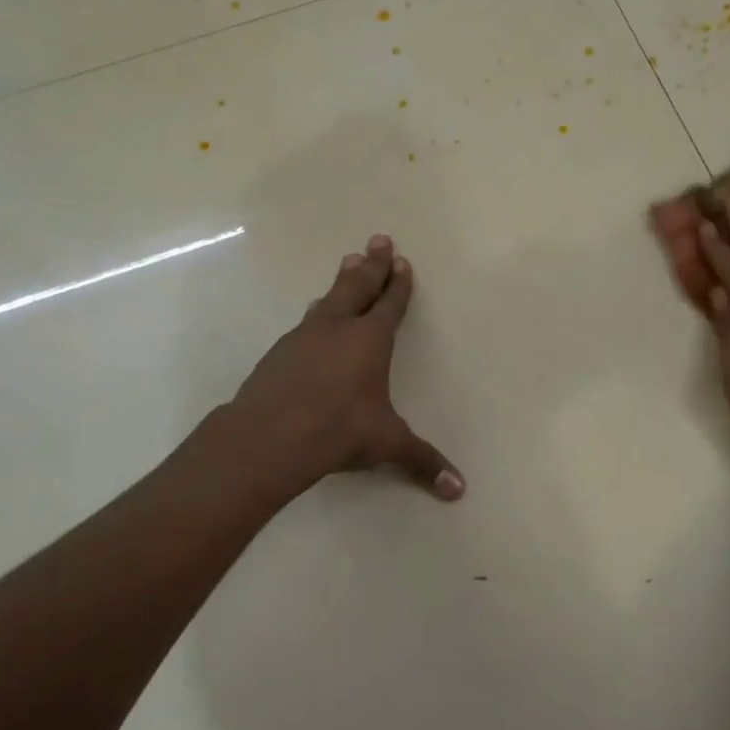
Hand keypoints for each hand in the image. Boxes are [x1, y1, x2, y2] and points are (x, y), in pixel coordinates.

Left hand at [228, 234, 464, 500]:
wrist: (269, 436)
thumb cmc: (339, 430)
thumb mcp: (387, 444)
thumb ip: (422, 461)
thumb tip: (459, 490)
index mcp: (370, 340)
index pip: (390, 304)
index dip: (398, 284)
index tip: (402, 261)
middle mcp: (338, 329)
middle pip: (358, 286)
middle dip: (372, 264)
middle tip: (377, 239)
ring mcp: (304, 337)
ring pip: (328, 300)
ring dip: (341, 282)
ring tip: (347, 264)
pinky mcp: (279, 353)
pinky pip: (305, 324)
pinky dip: (316, 314)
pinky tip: (312, 319)